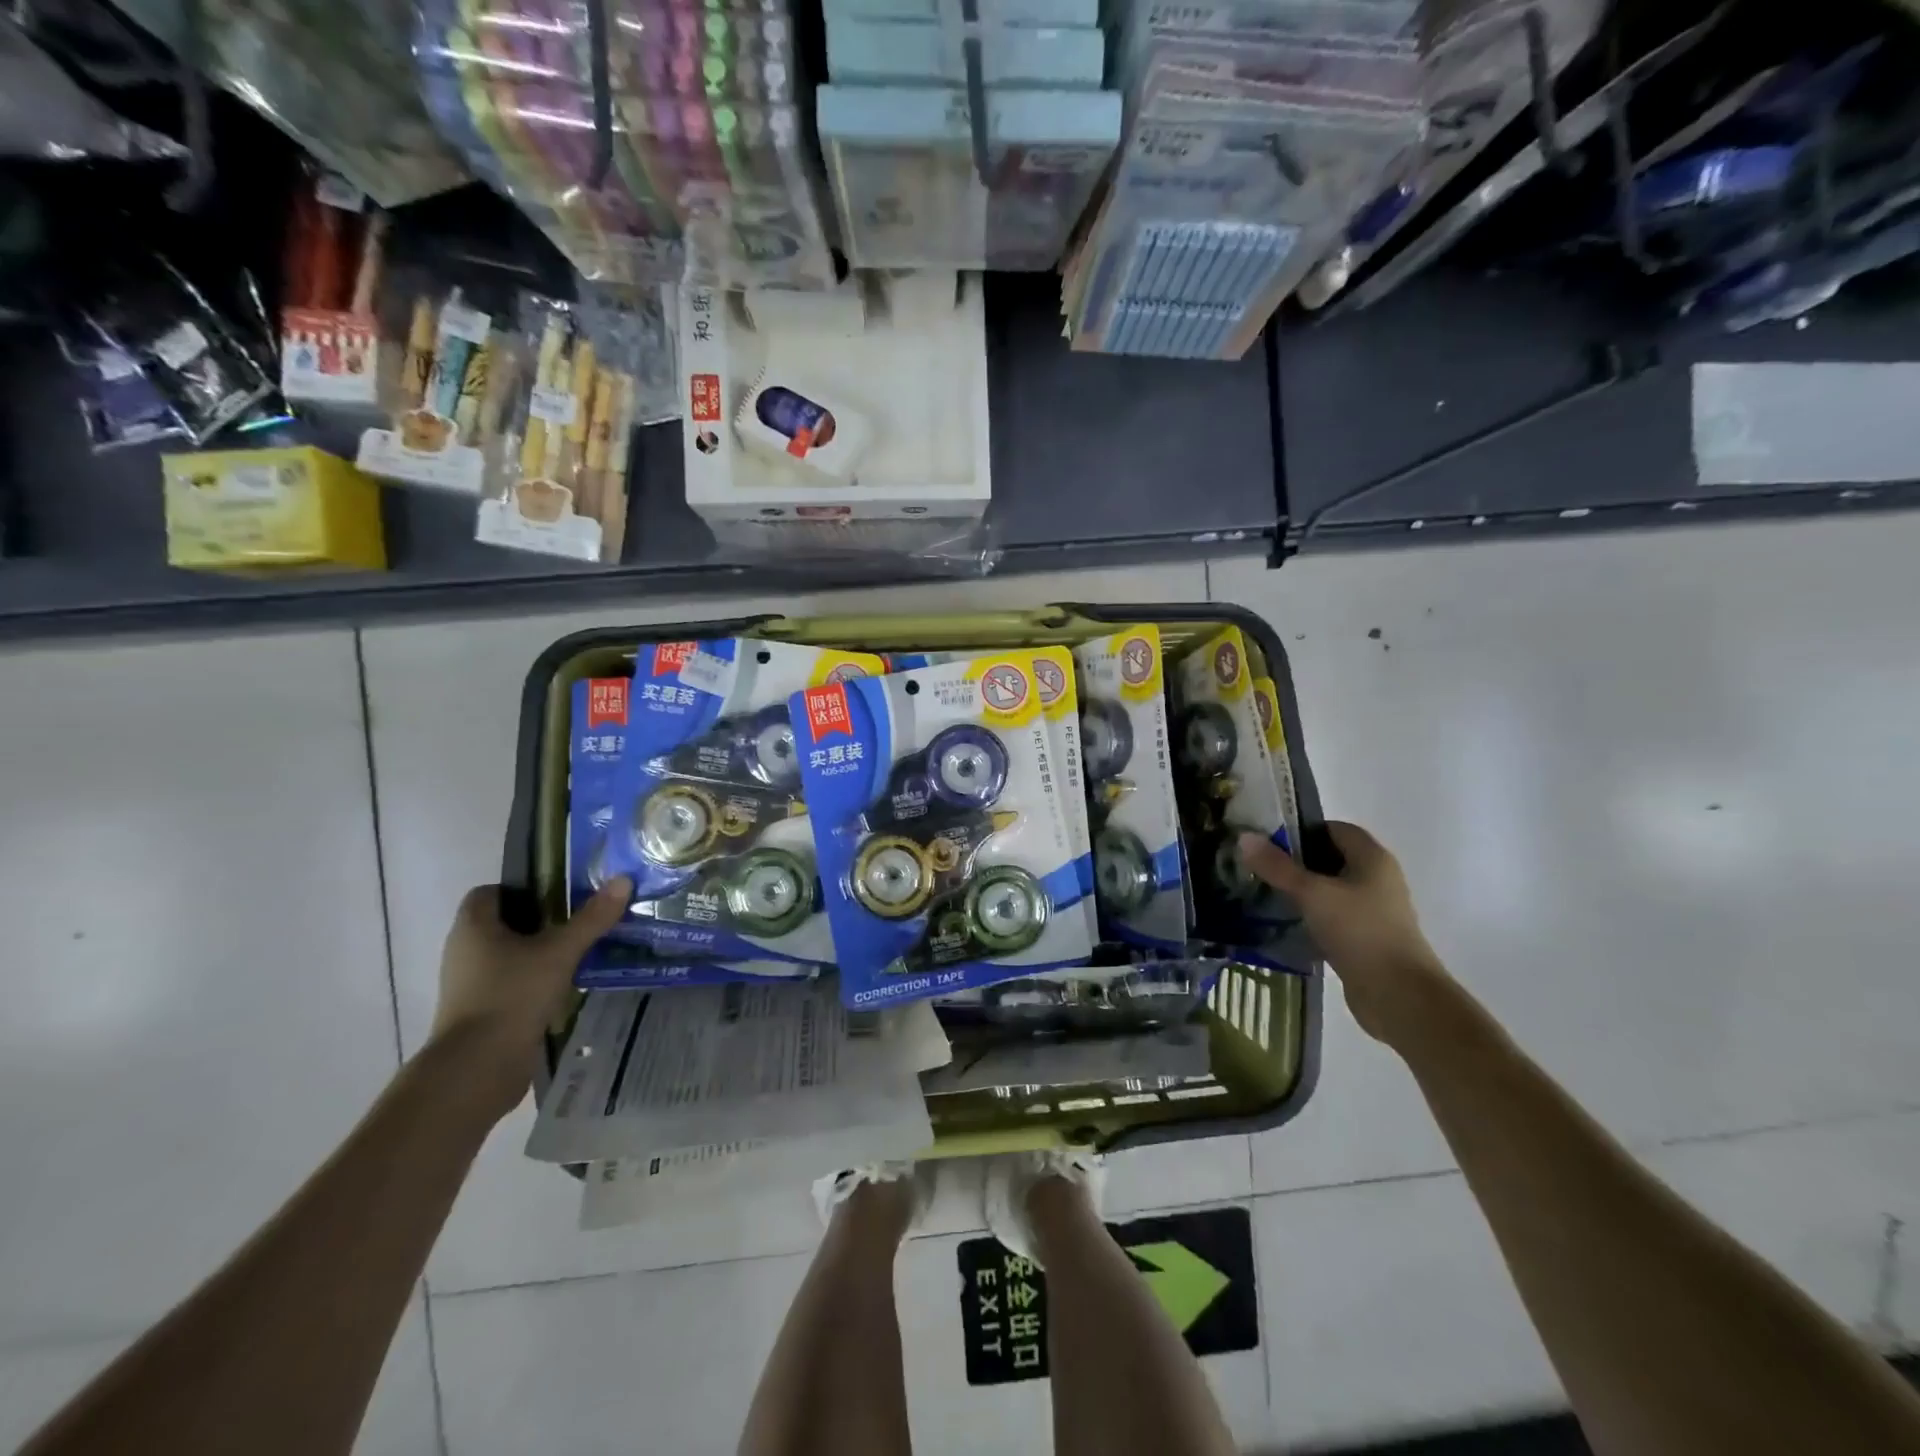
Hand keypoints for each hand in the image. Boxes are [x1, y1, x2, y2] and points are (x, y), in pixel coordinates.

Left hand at [429, 878, 630, 1114]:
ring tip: (581, 951)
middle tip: (581, 918)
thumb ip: (592, 918)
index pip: (490, 892)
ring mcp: (471, 984)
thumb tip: (623, 880)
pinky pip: (511, 983)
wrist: (478, 1068)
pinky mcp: (482, 1012)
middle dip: (541, 920)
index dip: (523, 888)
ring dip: (540, 952)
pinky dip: (535, 981)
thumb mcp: (560, 952)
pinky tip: (568, 985)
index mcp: (473, 927)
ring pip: (510, 955)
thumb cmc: (512, 995)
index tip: (559, 893)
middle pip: (504, 923)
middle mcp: (465, 951)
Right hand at [1238, 824, 1449, 1043]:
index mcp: (1372, 858)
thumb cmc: (1359, 931)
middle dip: (1297, 860)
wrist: (1399, 995)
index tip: (1268, 840)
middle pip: (1331, 858)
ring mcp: (1374, 910)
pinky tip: (1284, 923)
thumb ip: (1277, 867)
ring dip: (1302, 890)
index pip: (1335, 829)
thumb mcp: (1312, 894)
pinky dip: (1311, 916)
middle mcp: (1378, 879)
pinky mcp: (1366, 938)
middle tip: (1259, 865)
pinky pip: (1334, 916)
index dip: (1302, 829)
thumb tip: (1245, 837)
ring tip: (1264, 892)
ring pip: (1331, 889)